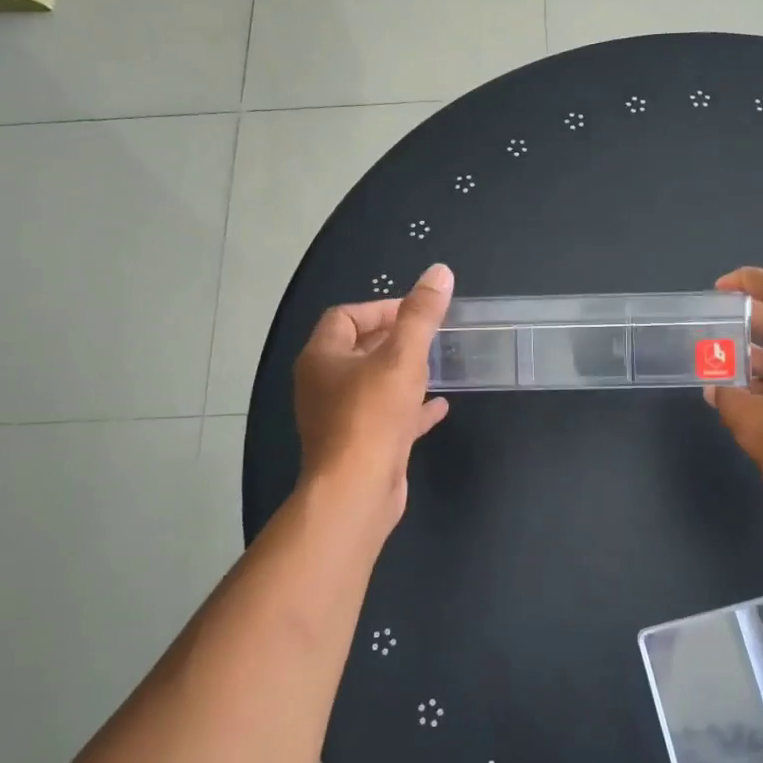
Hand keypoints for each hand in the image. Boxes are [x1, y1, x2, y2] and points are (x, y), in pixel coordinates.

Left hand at [294, 262, 453, 527]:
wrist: (357, 491)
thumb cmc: (372, 415)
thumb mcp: (402, 357)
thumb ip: (421, 315)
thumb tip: (440, 272)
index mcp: (322, 357)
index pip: (345, 317)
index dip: (380, 308)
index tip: (416, 311)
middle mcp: (323, 384)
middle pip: (357, 349)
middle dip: (392, 338)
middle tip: (429, 334)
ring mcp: (340, 418)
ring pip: (372, 384)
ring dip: (401, 372)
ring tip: (436, 363)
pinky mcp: (359, 445)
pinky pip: (386, 417)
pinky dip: (411, 408)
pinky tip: (440, 406)